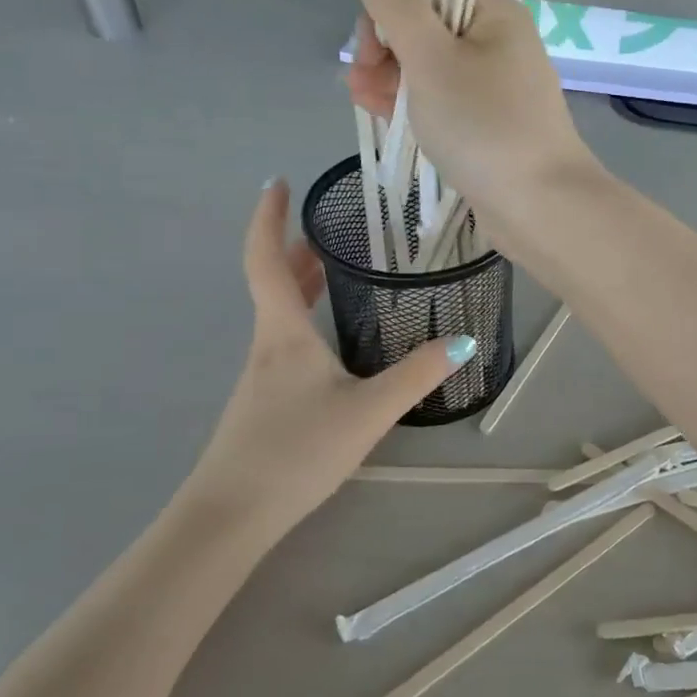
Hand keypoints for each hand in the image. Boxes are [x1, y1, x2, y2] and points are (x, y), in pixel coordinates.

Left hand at [185, 180, 471, 527]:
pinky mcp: (264, 401)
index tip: (277, 182)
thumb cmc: (296, 450)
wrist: (233, 514)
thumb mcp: (369, 410)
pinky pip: (285, 342)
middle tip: (330, 229)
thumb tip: (463, 340)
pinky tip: (333, 343)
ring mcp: (260, 375)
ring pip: (279, 314)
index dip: (268, 217)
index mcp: (283, 333)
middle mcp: (266, 345)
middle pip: (274, 283)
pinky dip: (306, 318)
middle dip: (297, 249)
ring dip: (302, 284)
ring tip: (336, 272)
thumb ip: (417, 375)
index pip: (266, 259)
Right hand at [344, 0, 598, 226]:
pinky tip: (381, 115)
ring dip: (391, 76)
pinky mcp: (489, 126)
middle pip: (427, 23)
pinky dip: (413, 105)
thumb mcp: (431, 58)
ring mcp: (496, 88)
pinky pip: (444, 103)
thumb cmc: (483, 125)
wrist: (539, 206)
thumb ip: (395, 3)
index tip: (372, 35)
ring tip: (360, 100)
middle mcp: (499, 42)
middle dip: (385, 43)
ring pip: (430, 67)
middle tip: (360, 75)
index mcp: (494, 11)